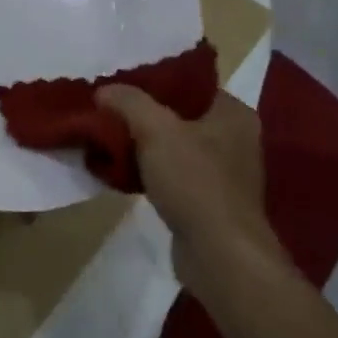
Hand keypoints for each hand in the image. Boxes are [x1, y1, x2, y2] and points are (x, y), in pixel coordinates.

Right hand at [95, 86, 285, 294]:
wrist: (219, 256)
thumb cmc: (196, 183)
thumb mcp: (156, 130)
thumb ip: (129, 102)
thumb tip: (104, 90)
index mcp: (232, 113)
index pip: (188, 84)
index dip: (152, 81)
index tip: (118, 84)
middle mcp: (233, 138)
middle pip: (177, 115)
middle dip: (140, 115)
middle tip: (106, 111)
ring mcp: (222, 173)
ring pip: (171, 146)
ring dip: (140, 145)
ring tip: (105, 139)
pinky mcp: (206, 201)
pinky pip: (170, 175)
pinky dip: (146, 172)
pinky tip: (117, 172)